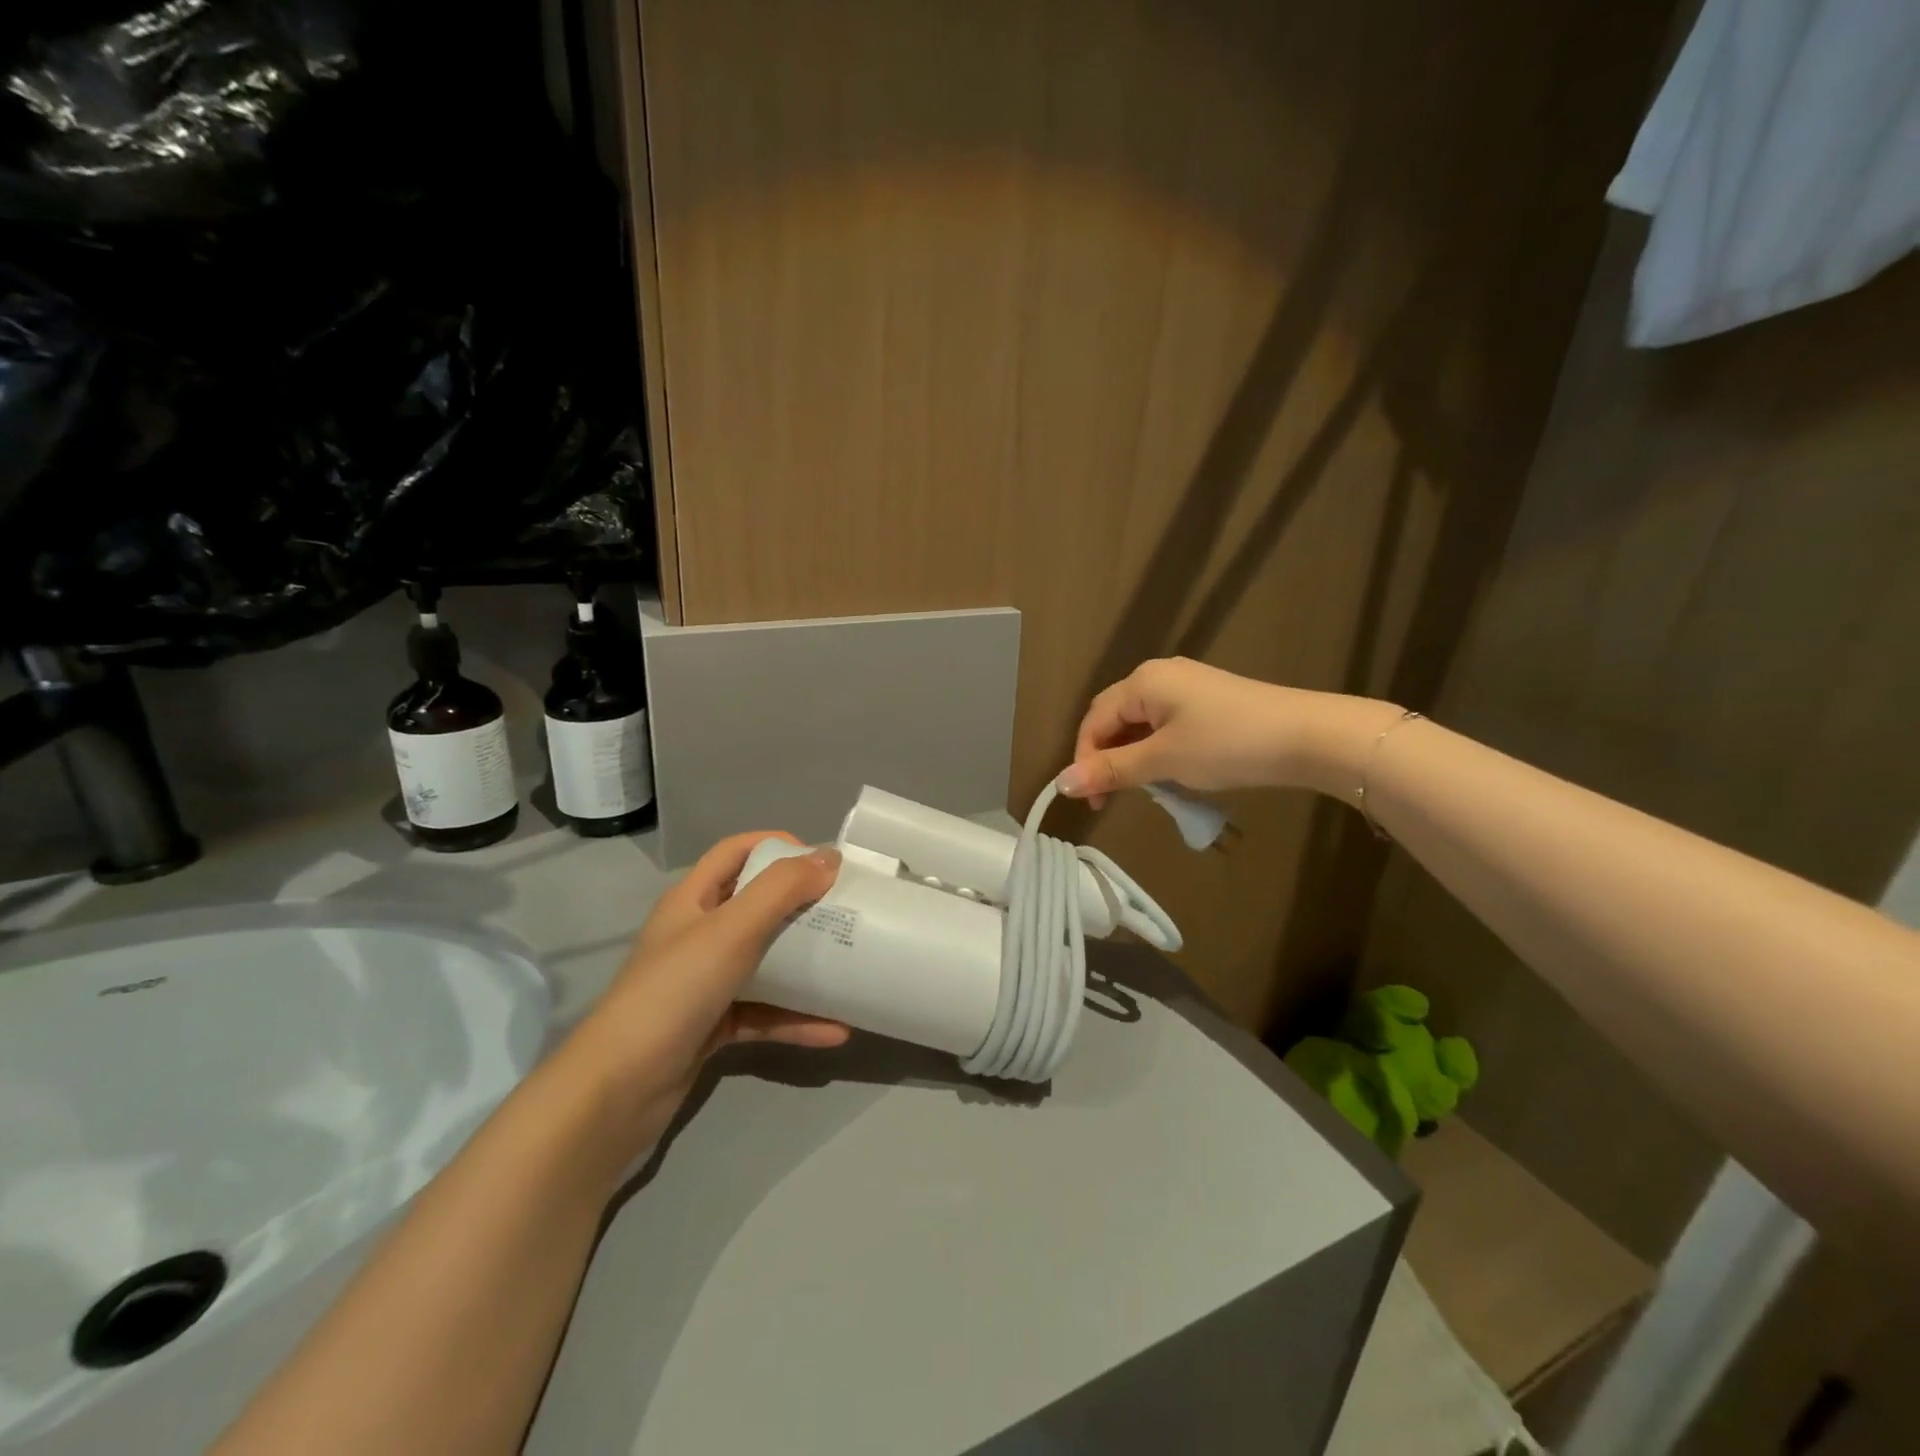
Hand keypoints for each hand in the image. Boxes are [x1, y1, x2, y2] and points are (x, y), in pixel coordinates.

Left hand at [561, 832, 847, 1152]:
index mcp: (692, 900)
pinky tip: (836, 1030)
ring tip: (851, 965)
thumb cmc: (673, 992)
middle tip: (847, 910)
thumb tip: (830, 857)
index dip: (776, 845)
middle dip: (802, 905)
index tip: (822, 861)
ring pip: (765, 962)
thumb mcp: (730, 930)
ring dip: (806, 965)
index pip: (735, 852)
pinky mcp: (713, 1026)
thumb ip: (781, 890)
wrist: (617, 1092)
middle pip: (757, 905)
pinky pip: (764, 1013)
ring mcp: (704, 983)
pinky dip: (796, 1019)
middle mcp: (698, 935)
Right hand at [1059, 657, 1401, 807]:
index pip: (1094, 720)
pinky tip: (1173, 772)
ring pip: (1142, 724)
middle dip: (1108, 758)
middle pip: (1115, 718)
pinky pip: (1167, 725)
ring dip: (1135, 757)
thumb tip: (1062, 783)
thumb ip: (1111, 770)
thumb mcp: (1163, 760)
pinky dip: (1159, 750)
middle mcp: (1159, 675)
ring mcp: (1188, 686)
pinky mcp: (1210, 700)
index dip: (1085, 760)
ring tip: (1146, 789)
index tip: (1093, 800)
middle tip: (1113, 797)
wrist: (1307, 736)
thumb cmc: (1227, 744)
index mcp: (1142, 681)